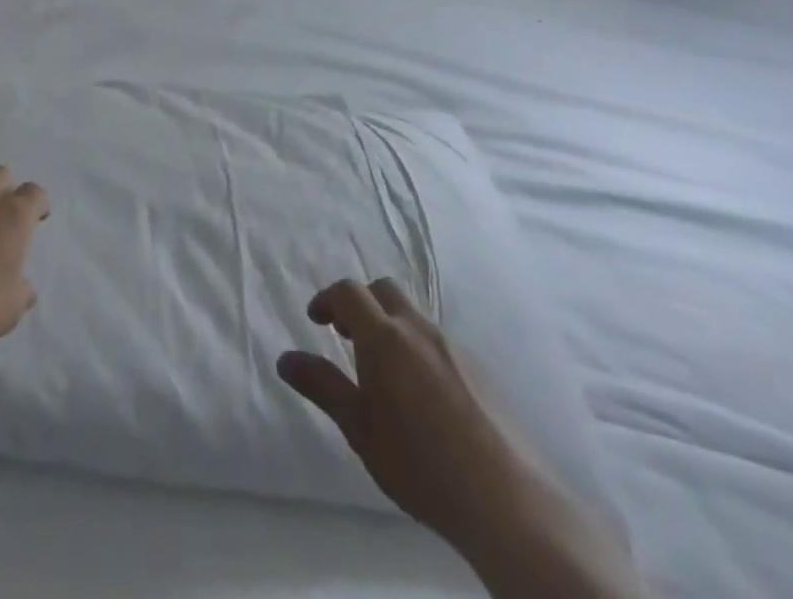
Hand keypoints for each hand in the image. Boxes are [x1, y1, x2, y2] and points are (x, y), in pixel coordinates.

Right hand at [277, 278, 526, 546]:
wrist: (507, 502)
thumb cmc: (420, 465)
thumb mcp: (360, 430)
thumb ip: (323, 387)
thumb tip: (285, 358)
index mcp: (384, 337)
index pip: (349, 291)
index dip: (327, 299)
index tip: (316, 321)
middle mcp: (418, 329)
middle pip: (383, 290)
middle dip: (360, 303)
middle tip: (347, 337)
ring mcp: (453, 346)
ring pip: (412, 314)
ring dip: (389, 324)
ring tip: (383, 370)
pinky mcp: (478, 369)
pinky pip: (436, 340)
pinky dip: (416, 347)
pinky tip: (420, 393)